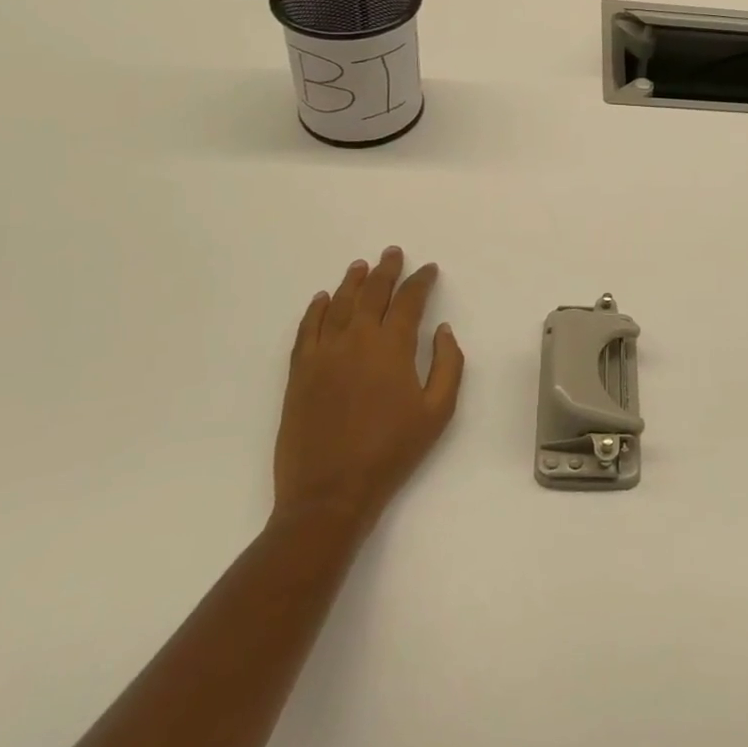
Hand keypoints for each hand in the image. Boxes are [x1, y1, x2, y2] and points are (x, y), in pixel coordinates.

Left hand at [273, 247, 464, 530]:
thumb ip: (448, 365)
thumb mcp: (438, 412)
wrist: (330, 493)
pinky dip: (316, 309)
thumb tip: (443, 330)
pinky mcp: (299, 373)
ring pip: (338, 305)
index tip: (429, 270)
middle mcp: (356, 340)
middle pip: (372, 293)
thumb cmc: (391, 452)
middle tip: (392, 253)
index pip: (409, 301)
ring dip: (352, 282)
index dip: (420, 281)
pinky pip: (307, 330)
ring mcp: (323, 354)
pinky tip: (322, 298)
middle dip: (386, 270)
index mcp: (392, 347)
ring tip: (360, 265)